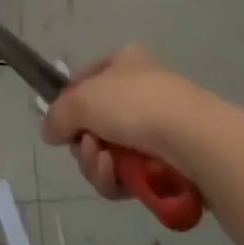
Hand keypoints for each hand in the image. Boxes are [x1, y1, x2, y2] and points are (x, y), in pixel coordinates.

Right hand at [41, 46, 200, 199]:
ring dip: (98, 165)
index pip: (85, 82)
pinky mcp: (168, 164)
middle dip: (84, 143)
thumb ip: (58, 114)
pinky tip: (122, 181)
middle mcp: (139, 91)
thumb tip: (49, 131)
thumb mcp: (83, 100)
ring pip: (109, 154)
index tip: (63, 125)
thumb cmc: (136, 104)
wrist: (194, 140)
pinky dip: (119, 181)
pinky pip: (129, 176)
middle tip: (88, 149)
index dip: (70, 105)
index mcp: (122, 63)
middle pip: (94, 124)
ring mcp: (155, 128)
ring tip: (107, 166)